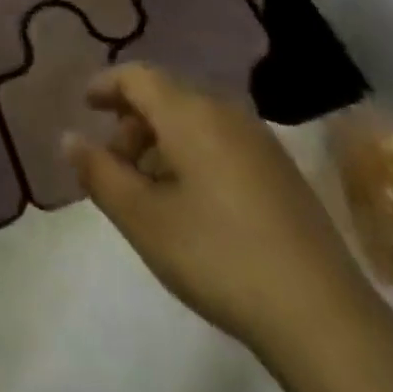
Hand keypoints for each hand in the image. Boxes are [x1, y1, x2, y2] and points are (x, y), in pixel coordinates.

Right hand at [65, 63, 367, 352]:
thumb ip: (100, 173)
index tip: (85, 105)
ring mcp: (259, 138)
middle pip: (166, 94)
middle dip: (132, 120)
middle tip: (114, 162)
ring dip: (162, 139)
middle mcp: (224, 110)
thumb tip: (70, 137)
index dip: (106, 84)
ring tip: (149, 187)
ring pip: (195, 118)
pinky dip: (193, 152)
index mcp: (189, 111)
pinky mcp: (281, 168)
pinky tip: (192, 200)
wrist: (322, 315)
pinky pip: (221, 138)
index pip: (138, 76)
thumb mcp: (143, 219)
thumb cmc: (218, 255)